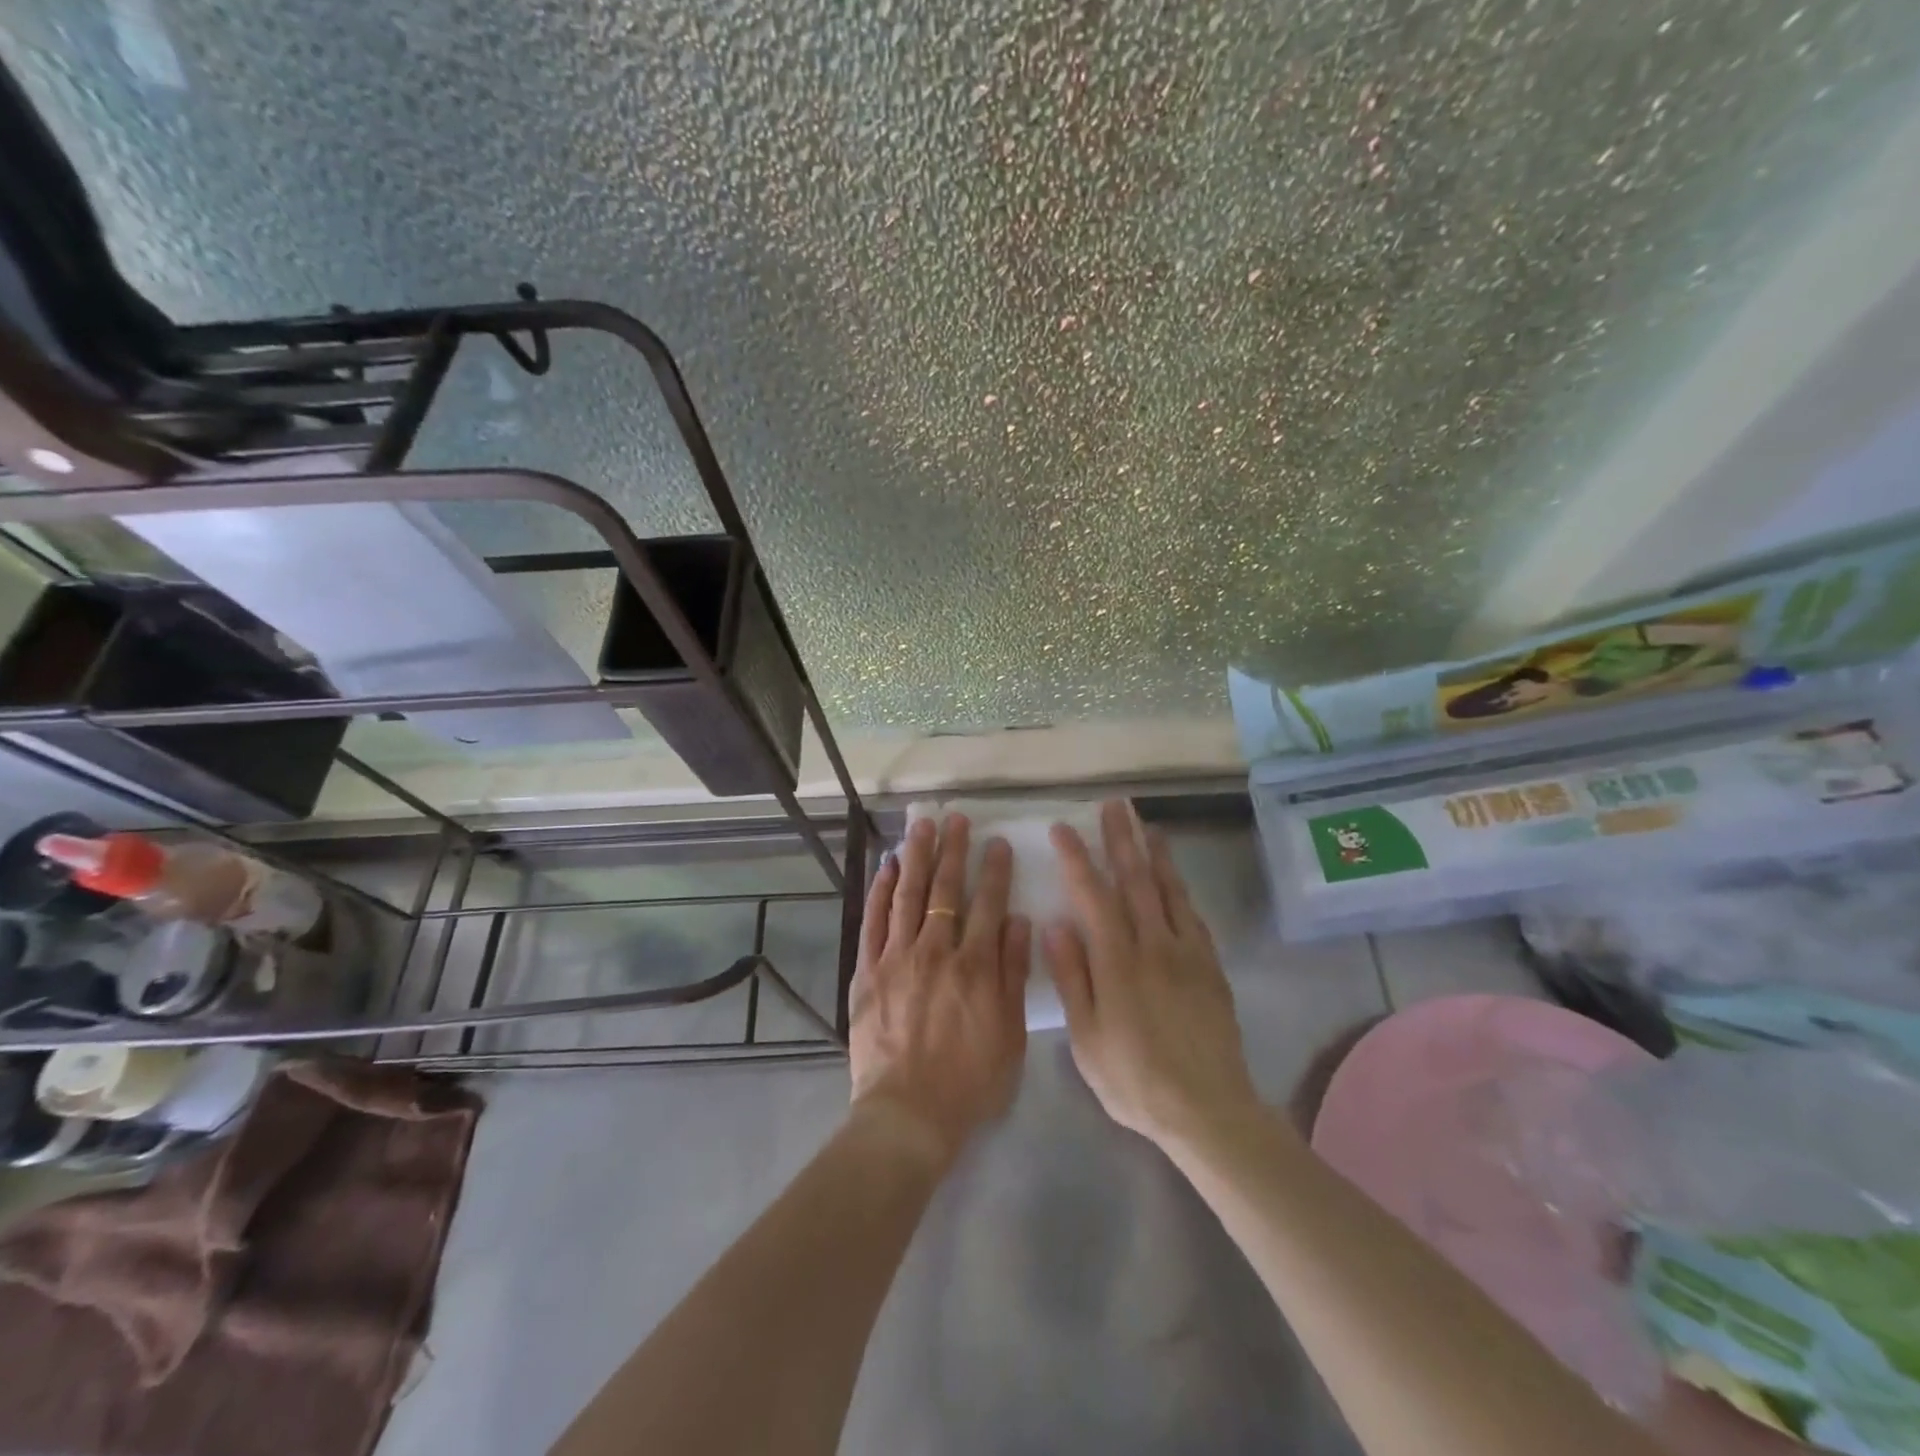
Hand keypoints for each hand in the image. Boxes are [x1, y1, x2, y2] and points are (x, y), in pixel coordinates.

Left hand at [849, 814, 1030, 1166]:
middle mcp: (935, 952)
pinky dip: (879, 891)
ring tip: (921, 826)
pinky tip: (885, 867)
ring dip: (915, 857)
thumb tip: (1018, 920)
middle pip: (945, 890)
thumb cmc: (970, 1081)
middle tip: (955, 818)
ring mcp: (896, 958)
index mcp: (975, 966)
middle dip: (952, 850)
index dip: (993, 870)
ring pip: (907, 895)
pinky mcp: (867, 971)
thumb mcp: (1010, 1033)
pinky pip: (873, 921)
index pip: (988, 904)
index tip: (996, 842)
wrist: (908, 1114)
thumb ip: (1013, 973)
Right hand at [1043, 800, 1261, 1149]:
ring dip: (1156, 853)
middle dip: (1121, 839)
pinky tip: (1175, 879)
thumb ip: (1072, 977)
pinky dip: (1181, 889)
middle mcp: (1154, 946)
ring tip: (1146, 825)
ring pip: (1169, 890)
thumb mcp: (1086, 1038)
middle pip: (1136, 880)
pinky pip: (1193, 916)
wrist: (1208, 1109)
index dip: (1077, 858)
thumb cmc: (1134, 1078)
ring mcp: (1187, 954)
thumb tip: (1055, 924)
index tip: (1063, 828)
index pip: (1093, 895)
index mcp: (1117, 962)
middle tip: (1114, 805)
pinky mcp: (1210, 967)